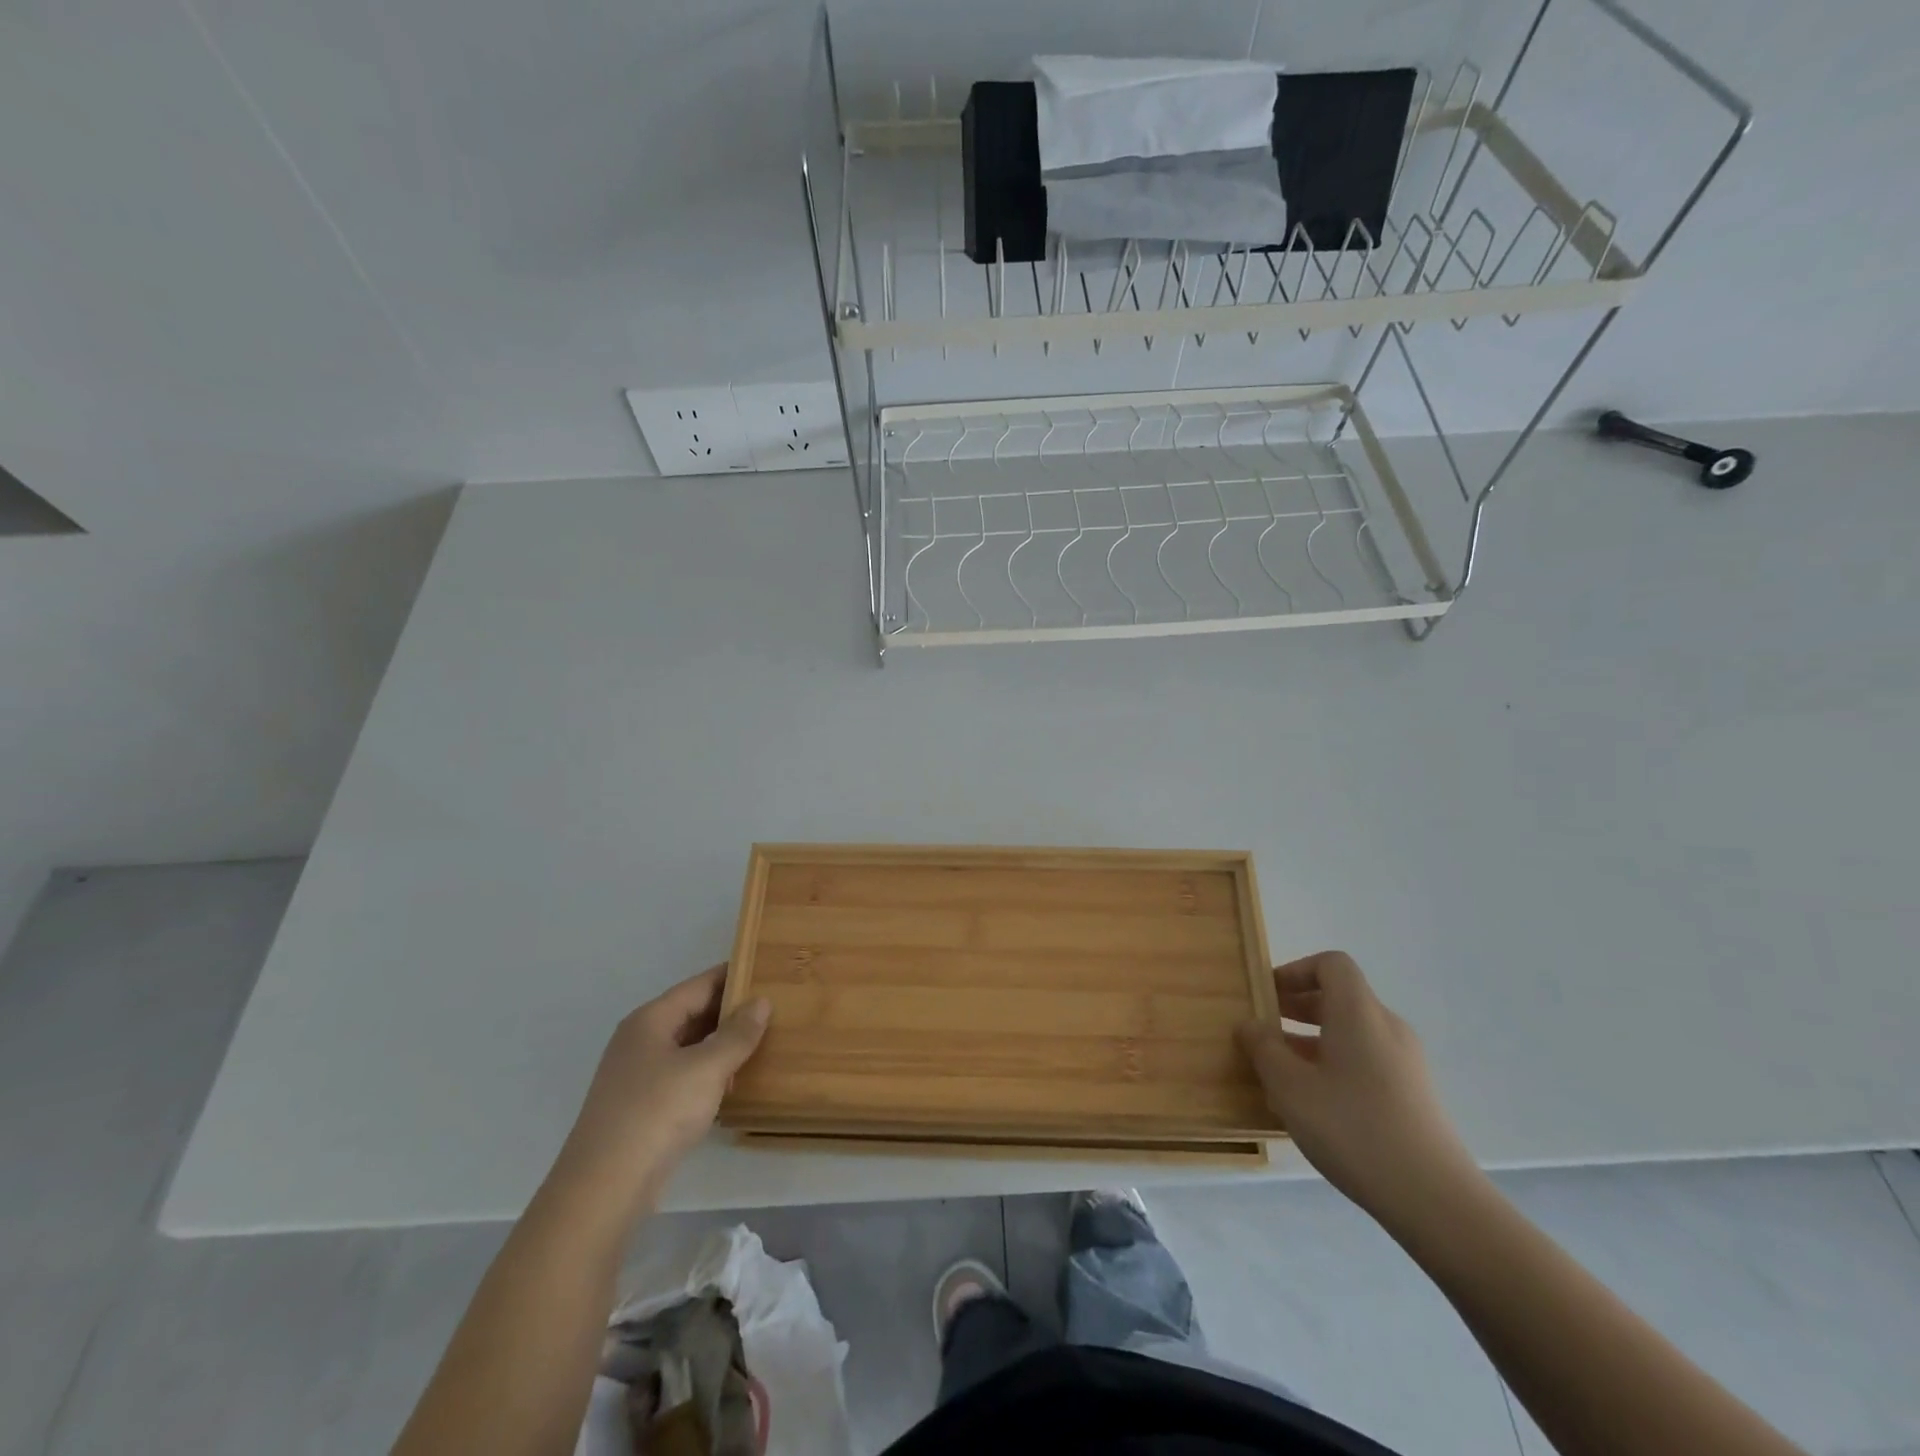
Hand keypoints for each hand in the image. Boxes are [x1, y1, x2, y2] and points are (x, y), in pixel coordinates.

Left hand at [552, 966, 769, 1211]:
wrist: (604, 1188)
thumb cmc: (657, 1113)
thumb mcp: (706, 1068)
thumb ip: (737, 1034)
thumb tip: (760, 1001)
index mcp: (650, 1020)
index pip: (699, 985)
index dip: (733, 976)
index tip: (768, 971)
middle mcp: (640, 1040)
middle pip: (692, 1013)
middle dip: (731, 1011)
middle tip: (775, 1006)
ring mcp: (638, 1076)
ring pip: (689, 1047)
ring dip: (722, 1044)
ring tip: (764, 1040)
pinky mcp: (642, 1107)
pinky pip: (683, 1076)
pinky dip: (709, 1073)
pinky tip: (735, 1082)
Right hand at [1237, 951, 1475, 1222]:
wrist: (1435, 1200)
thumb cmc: (1353, 1128)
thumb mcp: (1290, 1087)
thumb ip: (1264, 1049)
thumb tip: (1251, 1025)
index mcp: (1359, 1013)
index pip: (1331, 965)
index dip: (1295, 971)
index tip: (1266, 996)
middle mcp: (1387, 1028)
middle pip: (1340, 997)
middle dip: (1296, 1007)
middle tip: (1263, 1030)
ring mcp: (1406, 1063)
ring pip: (1351, 1032)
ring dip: (1311, 1040)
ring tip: (1279, 1073)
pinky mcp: (1414, 1095)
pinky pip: (1366, 1061)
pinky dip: (1334, 1065)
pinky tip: (1313, 1104)